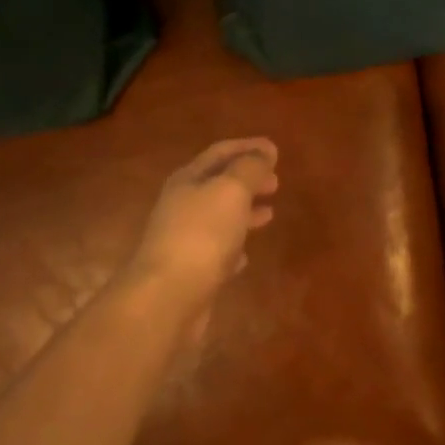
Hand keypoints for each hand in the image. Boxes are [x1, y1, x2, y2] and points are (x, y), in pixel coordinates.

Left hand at [126, 138, 278, 311]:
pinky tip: (246, 256)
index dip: (248, 147)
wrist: (167, 297)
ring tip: (270, 214)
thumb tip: (265, 151)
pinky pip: (217, 253)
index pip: (220, 153)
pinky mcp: (191, 272)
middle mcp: (182, 206)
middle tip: (276, 182)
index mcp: (188, 180)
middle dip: (248, 180)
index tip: (275, 149)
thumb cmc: (202, 234)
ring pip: (219, 218)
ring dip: (244, 212)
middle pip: (218, 185)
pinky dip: (234, 248)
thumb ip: (249, 168)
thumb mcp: (231, 191)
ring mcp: (184, 240)